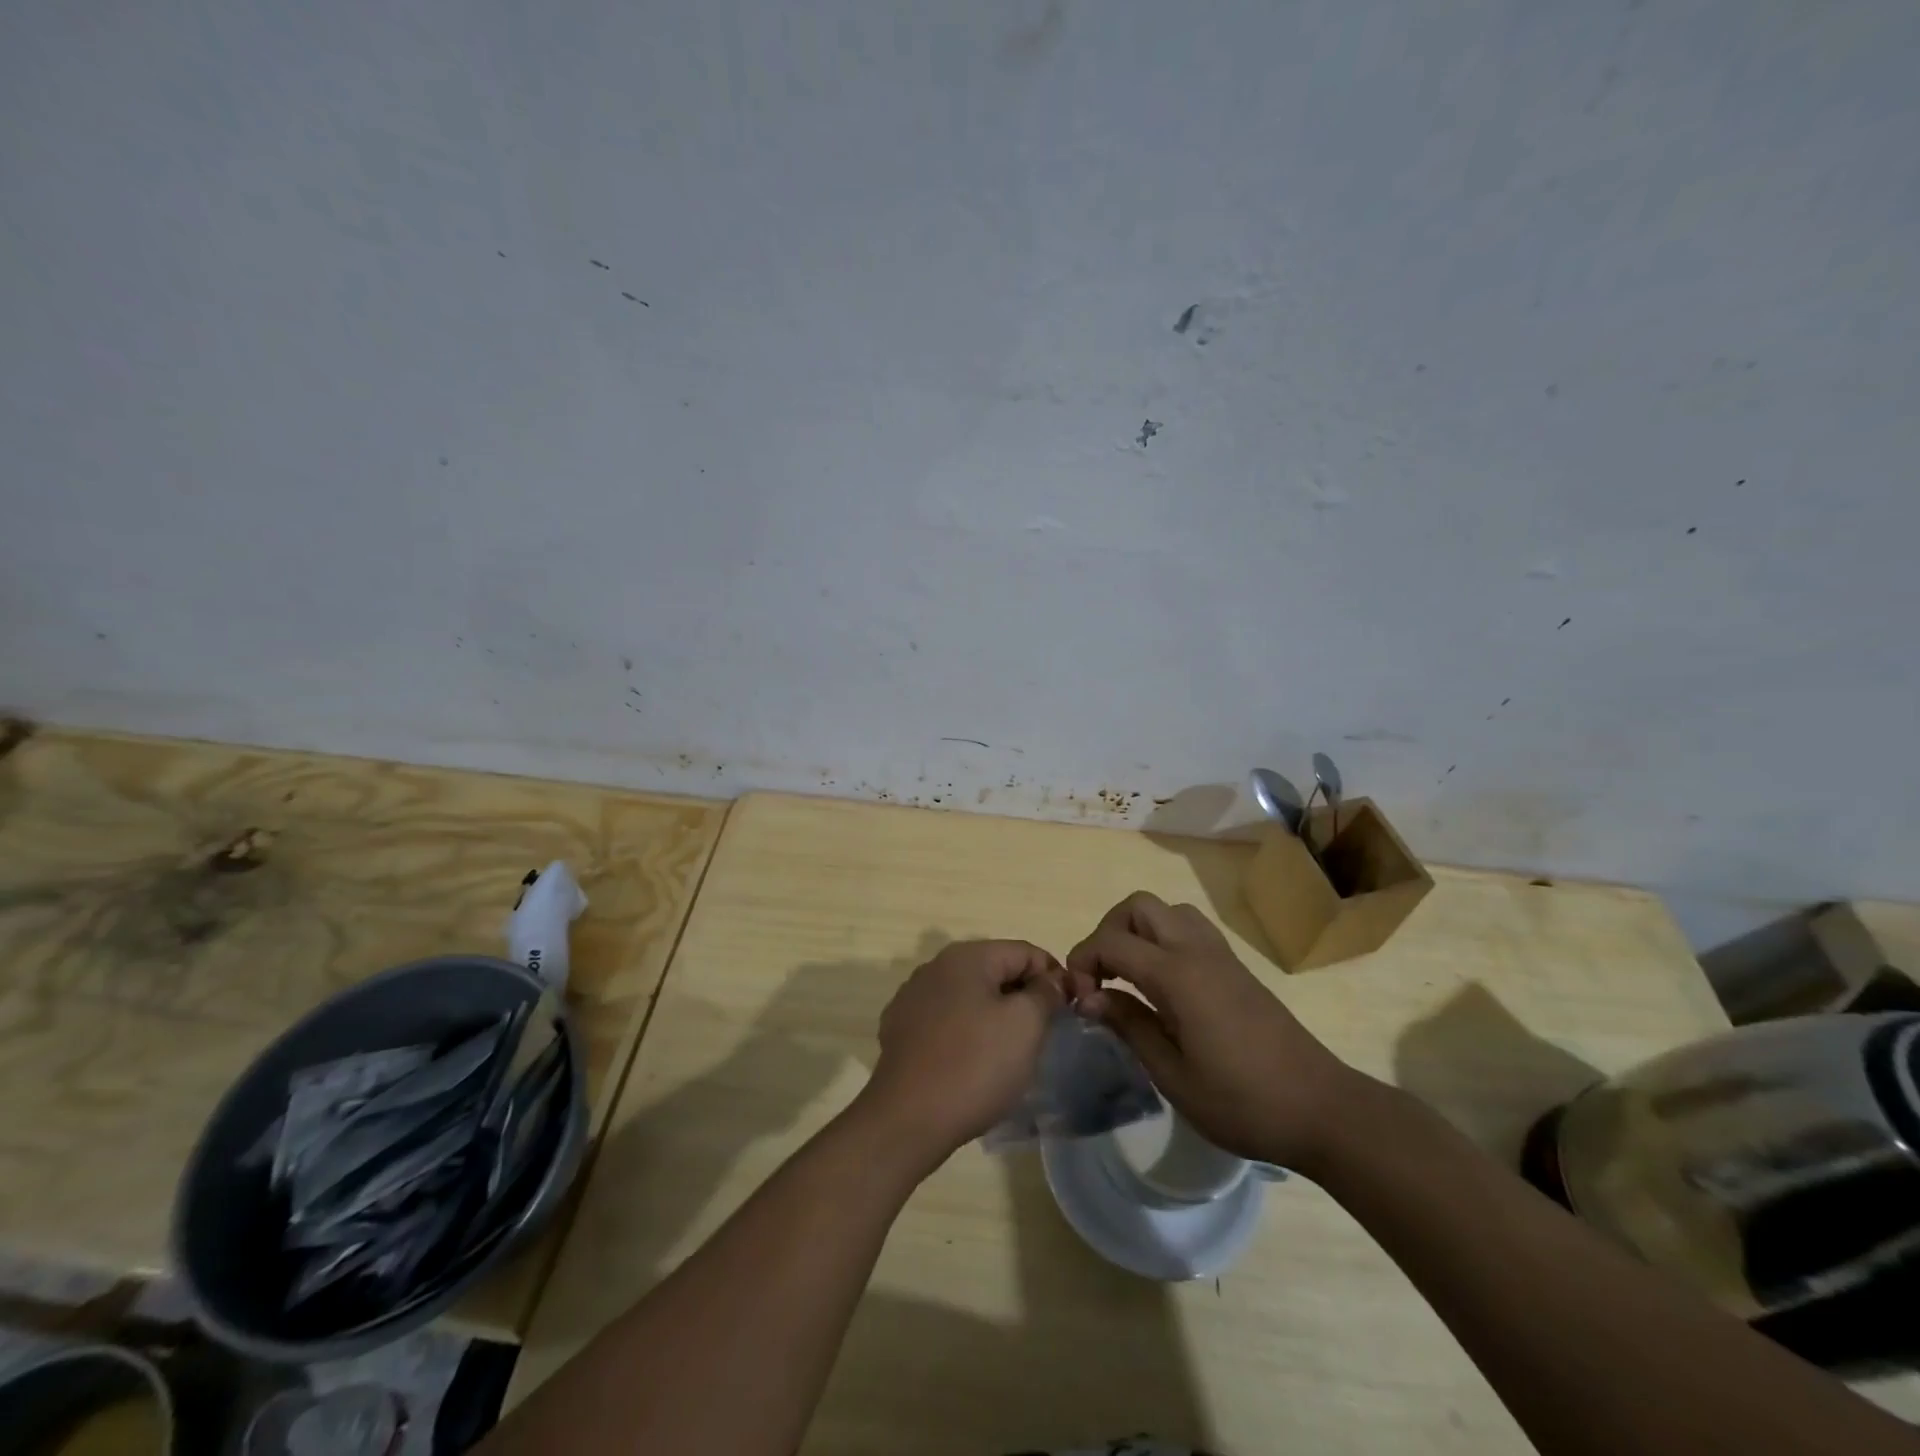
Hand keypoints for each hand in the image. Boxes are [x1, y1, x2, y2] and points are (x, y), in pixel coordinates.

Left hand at [860, 940, 1063, 1161]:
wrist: (908, 1119)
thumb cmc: (975, 1065)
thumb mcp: (1025, 1024)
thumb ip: (1045, 993)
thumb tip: (1050, 981)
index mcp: (966, 956)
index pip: (1024, 952)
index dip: (1053, 976)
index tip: (1069, 1010)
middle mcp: (934, 967)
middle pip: (994, 970)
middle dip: (1022, 996)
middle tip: (1043, 1034)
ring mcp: (912, 998)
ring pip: (969, 996)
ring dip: (993, 1014)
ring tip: (1009, 1052)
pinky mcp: (899, 1030)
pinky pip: (945, 1020)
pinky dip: (965, 1032)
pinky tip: (972, 1062)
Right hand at [1066, 892, 1359, 1171]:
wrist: (1322, 1109)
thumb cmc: (1242, 1102)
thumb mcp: (1173, 1076)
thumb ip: (1129, 1025)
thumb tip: (1089, 996)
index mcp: (1178, 976)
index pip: (1112, 942)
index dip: (1083, 960)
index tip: (1077, 997)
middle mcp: (1197, 951)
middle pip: (1139, 906)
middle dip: (1108, 931)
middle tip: (1101, 977)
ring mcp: (1220, 955)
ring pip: (1167, 910)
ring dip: (1138, 930)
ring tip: (1128, 976)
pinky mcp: (1236, 967)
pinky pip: (1190, 928)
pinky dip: (1163, 939)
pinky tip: (1162, 984)